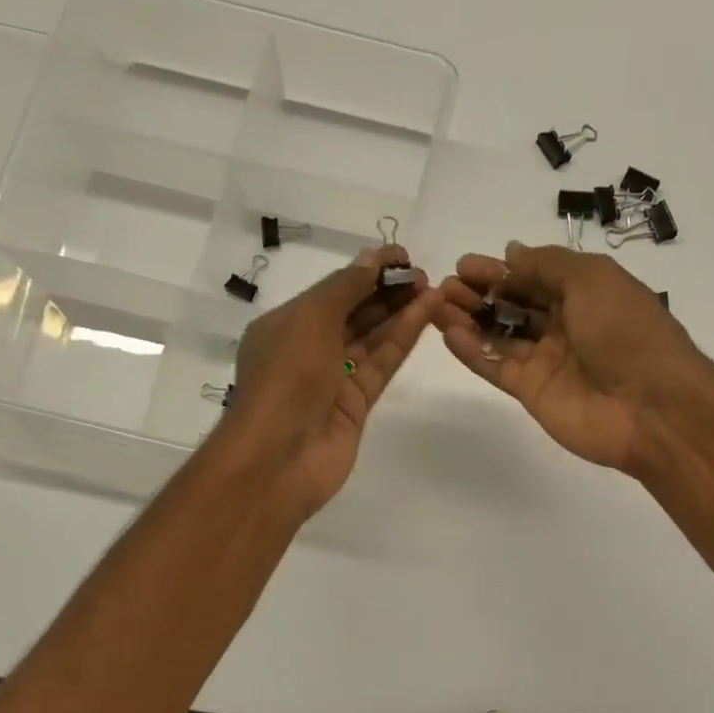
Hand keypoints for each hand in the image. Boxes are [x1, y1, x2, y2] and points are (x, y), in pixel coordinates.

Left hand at [217, 245, 437, 517]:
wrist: (280, 456)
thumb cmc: (286, 378)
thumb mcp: (310, 319)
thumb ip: (345, 288)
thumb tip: (372, 261)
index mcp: (286, 325)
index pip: (332, 290)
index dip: (366, 270)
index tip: (402, 256)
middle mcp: (309, 349)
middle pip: (354, 312)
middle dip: (386, 291)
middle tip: (423, 274)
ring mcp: (334, 379)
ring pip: (372, 338)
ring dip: (400, 313)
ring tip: (433, 289)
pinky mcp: (356, 405)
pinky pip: (381, 365)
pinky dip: (401, 340)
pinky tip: (425, 316)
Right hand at [434, 242, 713, 474]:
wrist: (650, 406)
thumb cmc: (625, 331)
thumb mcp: (591, 279)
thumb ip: (548, 265)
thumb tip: (512, 252)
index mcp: (585, 294)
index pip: (534, 277)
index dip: (501, 271)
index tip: (465, 265)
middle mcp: (565, 326)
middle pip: (514, 306)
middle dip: (480, 293)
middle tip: (446, 285)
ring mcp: (547, 361)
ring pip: (500, 336)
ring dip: (469, 319)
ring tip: (437, 305)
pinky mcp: (532, 393)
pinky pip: (497, 367)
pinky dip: (472, 352)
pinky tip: (448, 334)